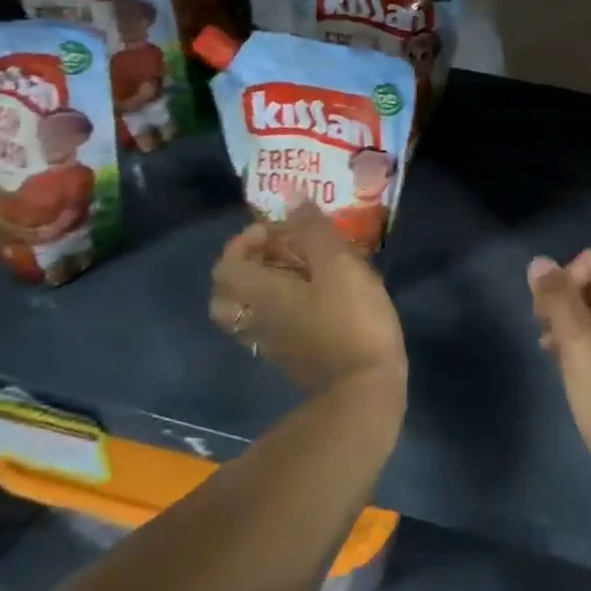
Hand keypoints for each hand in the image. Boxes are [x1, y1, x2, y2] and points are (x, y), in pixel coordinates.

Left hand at [210, 205, 407, 398]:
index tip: (279, 229)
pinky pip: (271, 325)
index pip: (226, 265)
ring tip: (302, 272)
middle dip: (248, 265)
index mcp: (259, 294)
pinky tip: (317, 298)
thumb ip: (312, 231)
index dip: (245, 241)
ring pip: (248, 311)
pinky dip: (281, 306)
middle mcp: (256, 320)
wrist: (364, 390)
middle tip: (282, 251)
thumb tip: (291, 200)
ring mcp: (272, 344)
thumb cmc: (351, 321)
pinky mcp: (293, 358)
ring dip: (265, 286)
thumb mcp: (339, 265)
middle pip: (227, 293)